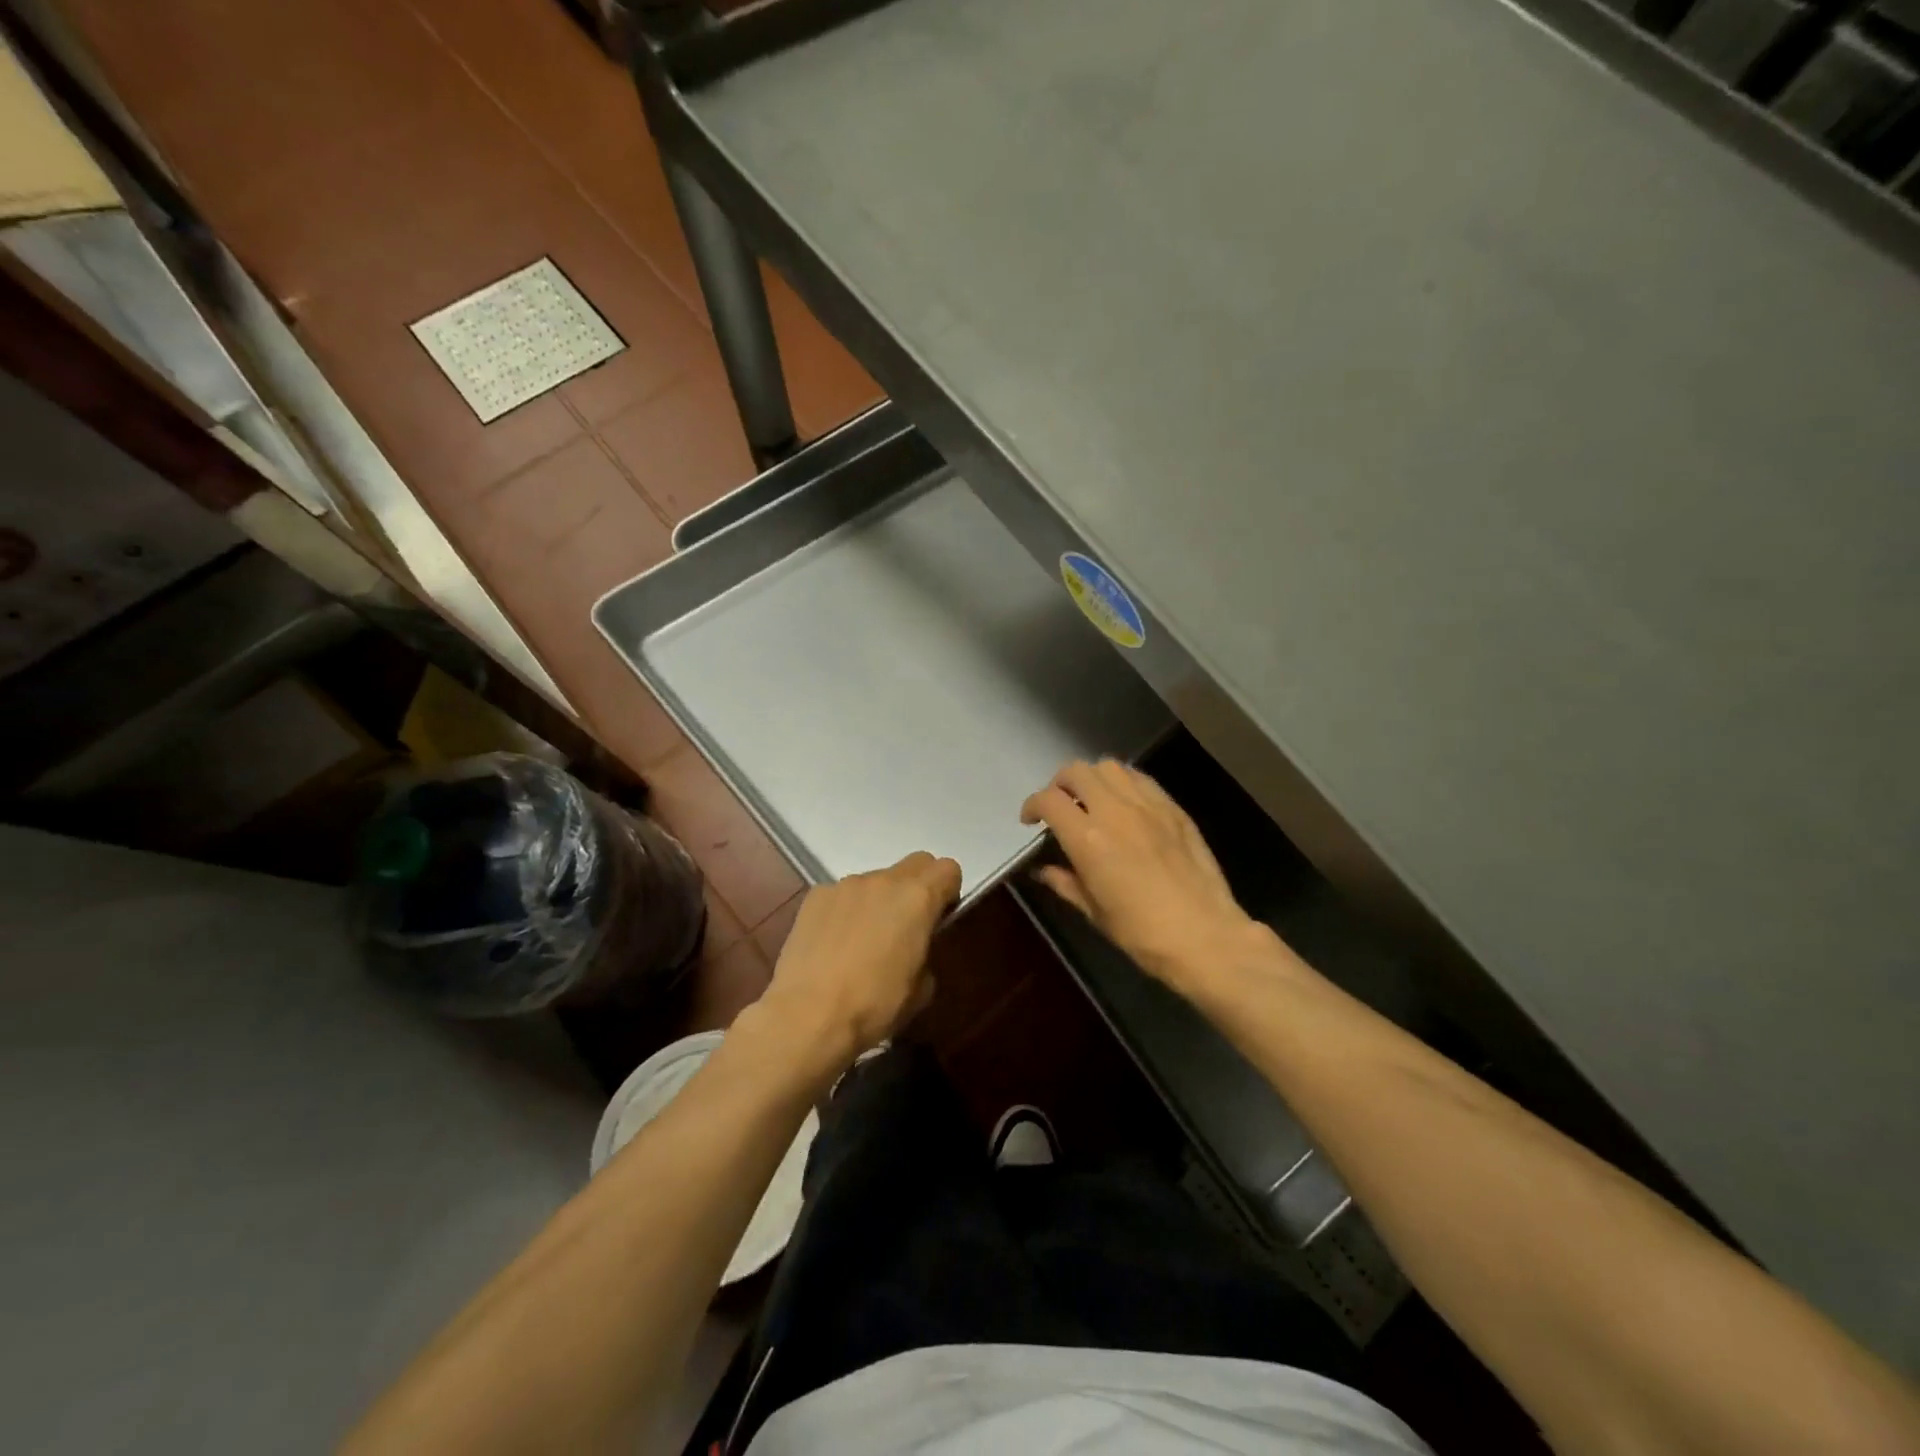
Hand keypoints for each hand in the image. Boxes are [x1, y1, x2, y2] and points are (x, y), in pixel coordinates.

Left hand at [754, 851, 961, 1076]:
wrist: (807, 1015)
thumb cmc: (873, 1005)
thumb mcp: (920, 991)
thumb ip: (926, 954)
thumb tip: (914, 951)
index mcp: (917, 899)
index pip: (948, 869)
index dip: (949, 891)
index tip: (940, 918)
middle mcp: (883, 881)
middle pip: (914, 864)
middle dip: (918, 886)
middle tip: (907, 924)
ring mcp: (845, 885)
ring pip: (875, 880)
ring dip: (878, 900)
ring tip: (862, 940)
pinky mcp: (815, 896)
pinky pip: (842, 894)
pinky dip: (845, 910)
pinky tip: (833, 943)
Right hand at [1021, 760, 1258, 992]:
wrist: (1206, 936)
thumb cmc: (1142, 933)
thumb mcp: (1094, 912)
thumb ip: (1066, 883)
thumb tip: (1045, 871)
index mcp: (1088, 838)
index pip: (1049, 800)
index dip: (1032, 805)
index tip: (1030, 820)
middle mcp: (1114, 811)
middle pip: (1077, 771)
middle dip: (1059, 784)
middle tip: (1059, 806)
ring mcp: (1147, 805)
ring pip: (1110, 766)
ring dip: (1092, 778)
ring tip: (1092, 800)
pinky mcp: (1173, 808)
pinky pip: (1141, 779)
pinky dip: (1123, 783)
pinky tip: (1125, 805)